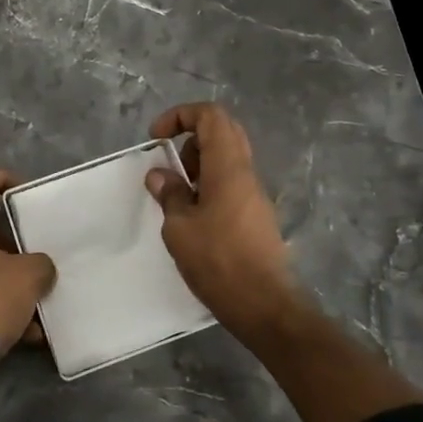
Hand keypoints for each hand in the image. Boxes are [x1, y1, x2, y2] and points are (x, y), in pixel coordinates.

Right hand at [145, 103, 297, 339]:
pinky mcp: (256, 215)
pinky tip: (193, 215)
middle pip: (222, 131)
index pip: (210, 116)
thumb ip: (170, 195)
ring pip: (227, 158)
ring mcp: (254, 194)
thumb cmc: (219, 261)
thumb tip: (160, 175)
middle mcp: (245, 173)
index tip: (157, 138)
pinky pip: (231, 182)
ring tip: (177, 193)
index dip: (180, 116)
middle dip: (190, 138)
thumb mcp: (180, 228)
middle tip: (169, 163)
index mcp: (228, 167)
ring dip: (198, 164)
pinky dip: (209, 184)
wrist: (265, 305)